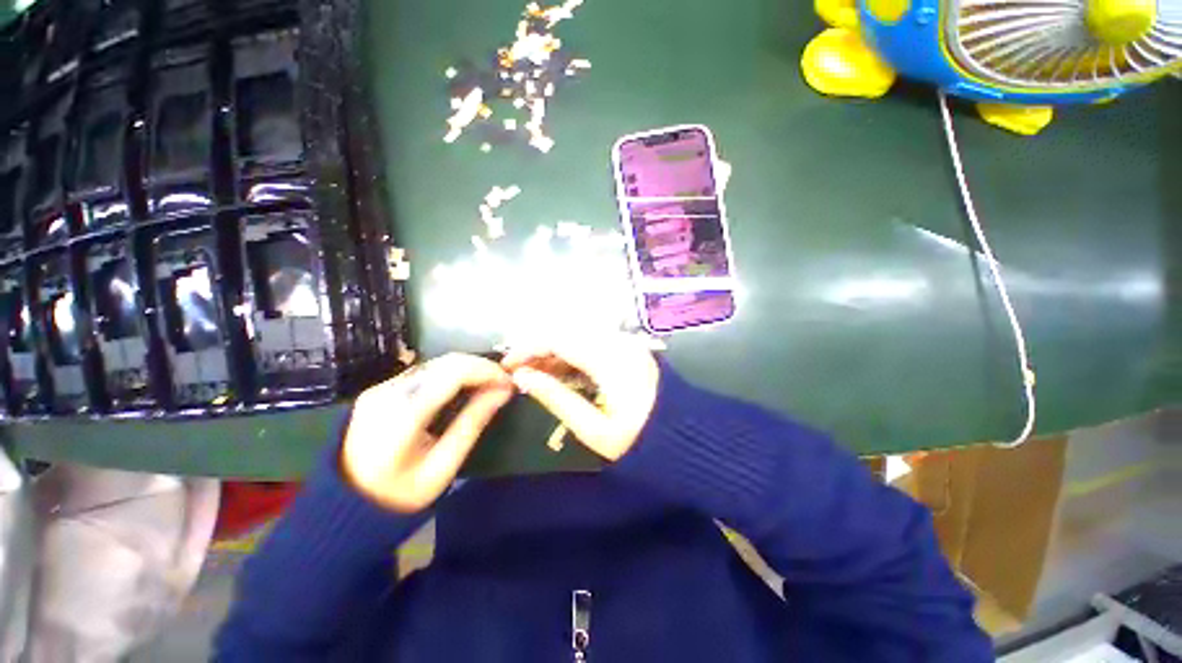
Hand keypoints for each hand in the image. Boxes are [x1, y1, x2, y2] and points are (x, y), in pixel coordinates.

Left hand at [341, 354, 512, 512]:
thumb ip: (473, 423)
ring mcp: (379, 388)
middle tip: (502, 383)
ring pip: (435, 363)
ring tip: (487, 385)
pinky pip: (423, 372)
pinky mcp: (378, 390)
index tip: (509, 382)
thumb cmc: (399, 495)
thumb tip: (503, 391)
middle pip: (445, 362)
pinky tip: (462, 387)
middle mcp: (388, 392)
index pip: (454, 373)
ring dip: (466, 369)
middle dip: (480, 367)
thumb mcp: (442, 466)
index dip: (487, 370)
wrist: (344, 507)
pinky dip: (449, 374)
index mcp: (403, 414)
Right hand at [502, 334, 659, 460]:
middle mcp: (619, 342)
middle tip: (521, 372)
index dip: (529, 349)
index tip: (508, 366)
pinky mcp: (630, 349)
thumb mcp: (593, 429)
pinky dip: (573, 356)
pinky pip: (593, 345)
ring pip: (579, 338)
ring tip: (536, 375)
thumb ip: (556, 398)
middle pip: (568, 334)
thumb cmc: (639, 441)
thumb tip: (522, 377)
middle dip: (539, 350)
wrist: (686, 439)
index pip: (559, 340)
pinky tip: (561, 372)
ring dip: (555, 353)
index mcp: (611, 360)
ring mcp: (627, 343)